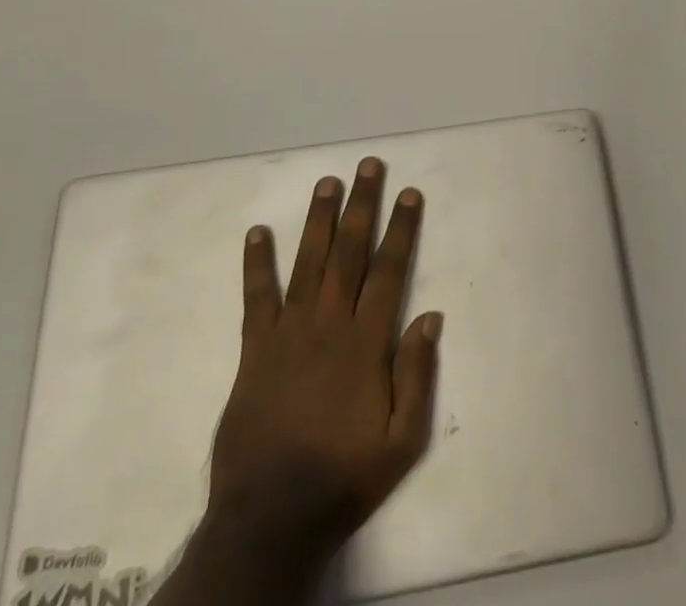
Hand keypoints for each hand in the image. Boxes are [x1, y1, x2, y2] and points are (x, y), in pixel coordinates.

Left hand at [177, 158, 441, 604]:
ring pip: (308, 262)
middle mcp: (329, 324)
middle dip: (362, 205)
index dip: (401, 228)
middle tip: (368, 165)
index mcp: (366, 343)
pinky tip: (257, 232)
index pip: (389, 270)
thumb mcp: (402, 442)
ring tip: (327, 182)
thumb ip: (417, 375)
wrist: (269, 520)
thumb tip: (430, 316)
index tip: (408, 192)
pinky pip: (256, 298)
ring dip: (319, 219)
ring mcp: (288, 333)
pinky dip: (257, 264)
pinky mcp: (255, 350)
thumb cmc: (343, 477)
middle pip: (349, 252)